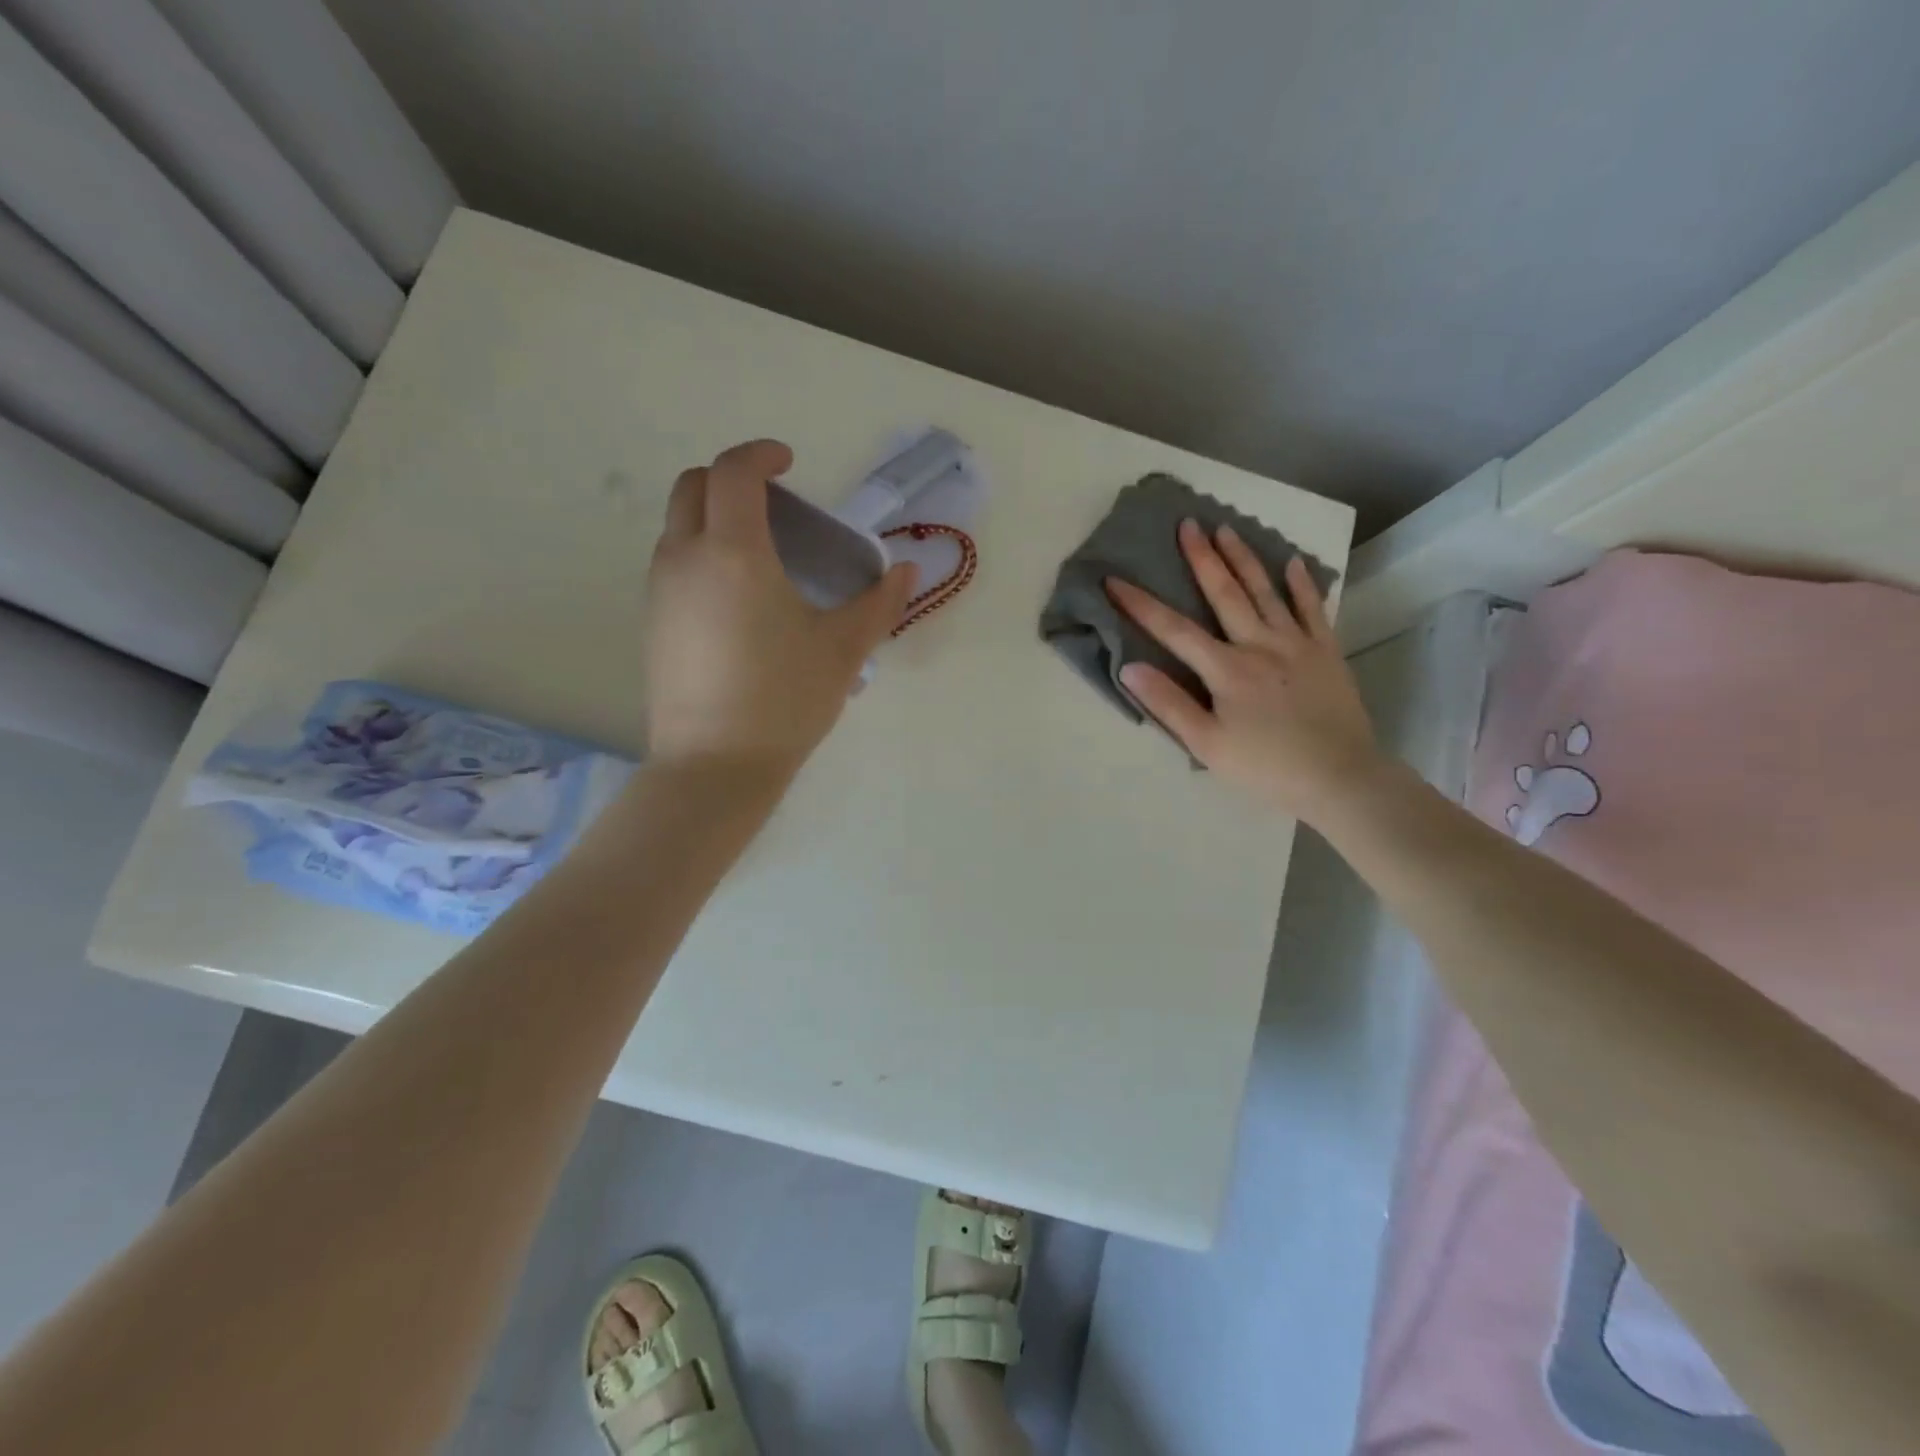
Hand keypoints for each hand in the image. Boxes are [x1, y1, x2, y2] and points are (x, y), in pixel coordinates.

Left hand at [644, 440, 916, 779]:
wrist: (714, 767)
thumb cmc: (785, 700)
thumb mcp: (843, 649)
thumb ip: (879, 603)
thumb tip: (906, 572)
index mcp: (734, 553)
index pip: (734, 472)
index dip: (761, 454)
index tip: (789, 462)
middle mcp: (685, 559)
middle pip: (692, 486)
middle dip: (730, 478)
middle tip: (774, 505)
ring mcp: (660, 592)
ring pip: (677, 526)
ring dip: (712, 518)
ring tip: (760, 555)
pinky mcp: (651, 623)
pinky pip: (672, 564)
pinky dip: (700, 554)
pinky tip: (737, 600)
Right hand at [1106, 520, 1384, 823]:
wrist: (1340, 778)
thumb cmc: (1266, 767)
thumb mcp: (1207, 745)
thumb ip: (1168, 704)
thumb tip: (1130, 667)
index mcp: (1227, 670)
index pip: (1174, 630)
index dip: (1140, 604)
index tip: (1114, 579)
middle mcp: (1260, 645)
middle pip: (1225, 594)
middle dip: (1201, 558)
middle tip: (1187, 523)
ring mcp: (1297, 644)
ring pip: (1266, 592)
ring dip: (1244, 558)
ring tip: (1227, 529)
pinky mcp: (1326, 652)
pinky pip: (1313, 609)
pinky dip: (1302, 584)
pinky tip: (1292, 562)